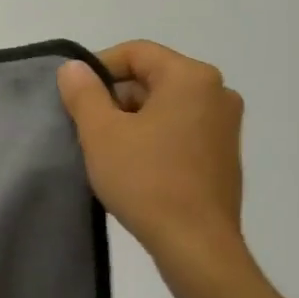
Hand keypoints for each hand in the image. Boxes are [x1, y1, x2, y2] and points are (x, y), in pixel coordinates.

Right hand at [57, 41, 251, 287]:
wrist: (195, 244)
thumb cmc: (146, 180)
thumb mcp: (101, 133)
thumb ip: (84, 93)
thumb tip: (73, 68)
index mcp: (191, 77)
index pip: (136, 53)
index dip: (98, 68)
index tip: (74, 96)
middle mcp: (217, 92)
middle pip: (152, 78)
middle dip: (114, 97)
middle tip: (85, 127)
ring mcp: (225, 125)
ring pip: (165, 106)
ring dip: (132, 120)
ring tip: (106, 150)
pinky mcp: (224, 155)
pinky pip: (180, 129)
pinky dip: (153, 137)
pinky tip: (133, 166)